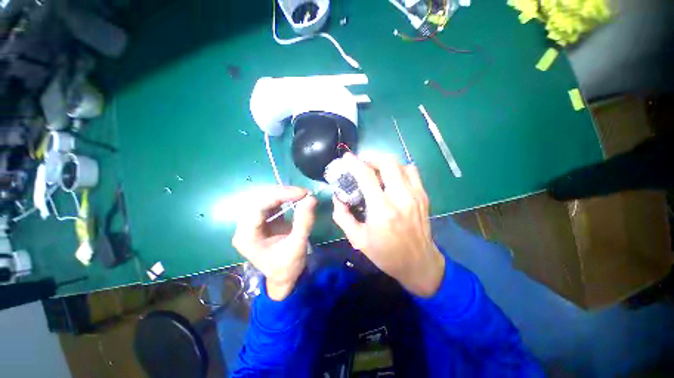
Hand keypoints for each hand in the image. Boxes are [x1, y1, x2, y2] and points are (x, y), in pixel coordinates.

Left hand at [232, 186, 316, 300]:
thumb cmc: (288, 266)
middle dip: (282, 193)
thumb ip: (304, 222)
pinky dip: (284, 199)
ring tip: (301, 195)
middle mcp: (244, 227)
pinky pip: (270, 203)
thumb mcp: (297, 245)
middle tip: (303, 193)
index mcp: (246, 236)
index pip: (259, 207)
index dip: (280, 195)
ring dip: (283, 194)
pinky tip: (294, 198)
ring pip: (264, 199)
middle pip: (260, 200)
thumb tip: (311, 198)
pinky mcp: (261, 220)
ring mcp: (252, 223)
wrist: (284, 277)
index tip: (302, 193)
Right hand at [332, 153, 444, 296]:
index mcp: (382, 210)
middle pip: (387, 163)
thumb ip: (342, 216)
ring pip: (400, 164)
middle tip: (361, 163)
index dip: (354, 163)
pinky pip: (412, 171)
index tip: (346, 157)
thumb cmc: (385, 254)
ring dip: (384, 163)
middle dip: (371, 158)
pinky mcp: (423, 196)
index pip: (366, 176)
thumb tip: (338, 197)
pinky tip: (391, 177)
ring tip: (375, 169)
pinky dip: (399, 169)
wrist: (419, 263)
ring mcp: (415, 195)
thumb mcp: (357, 239)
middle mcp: (401, 198)